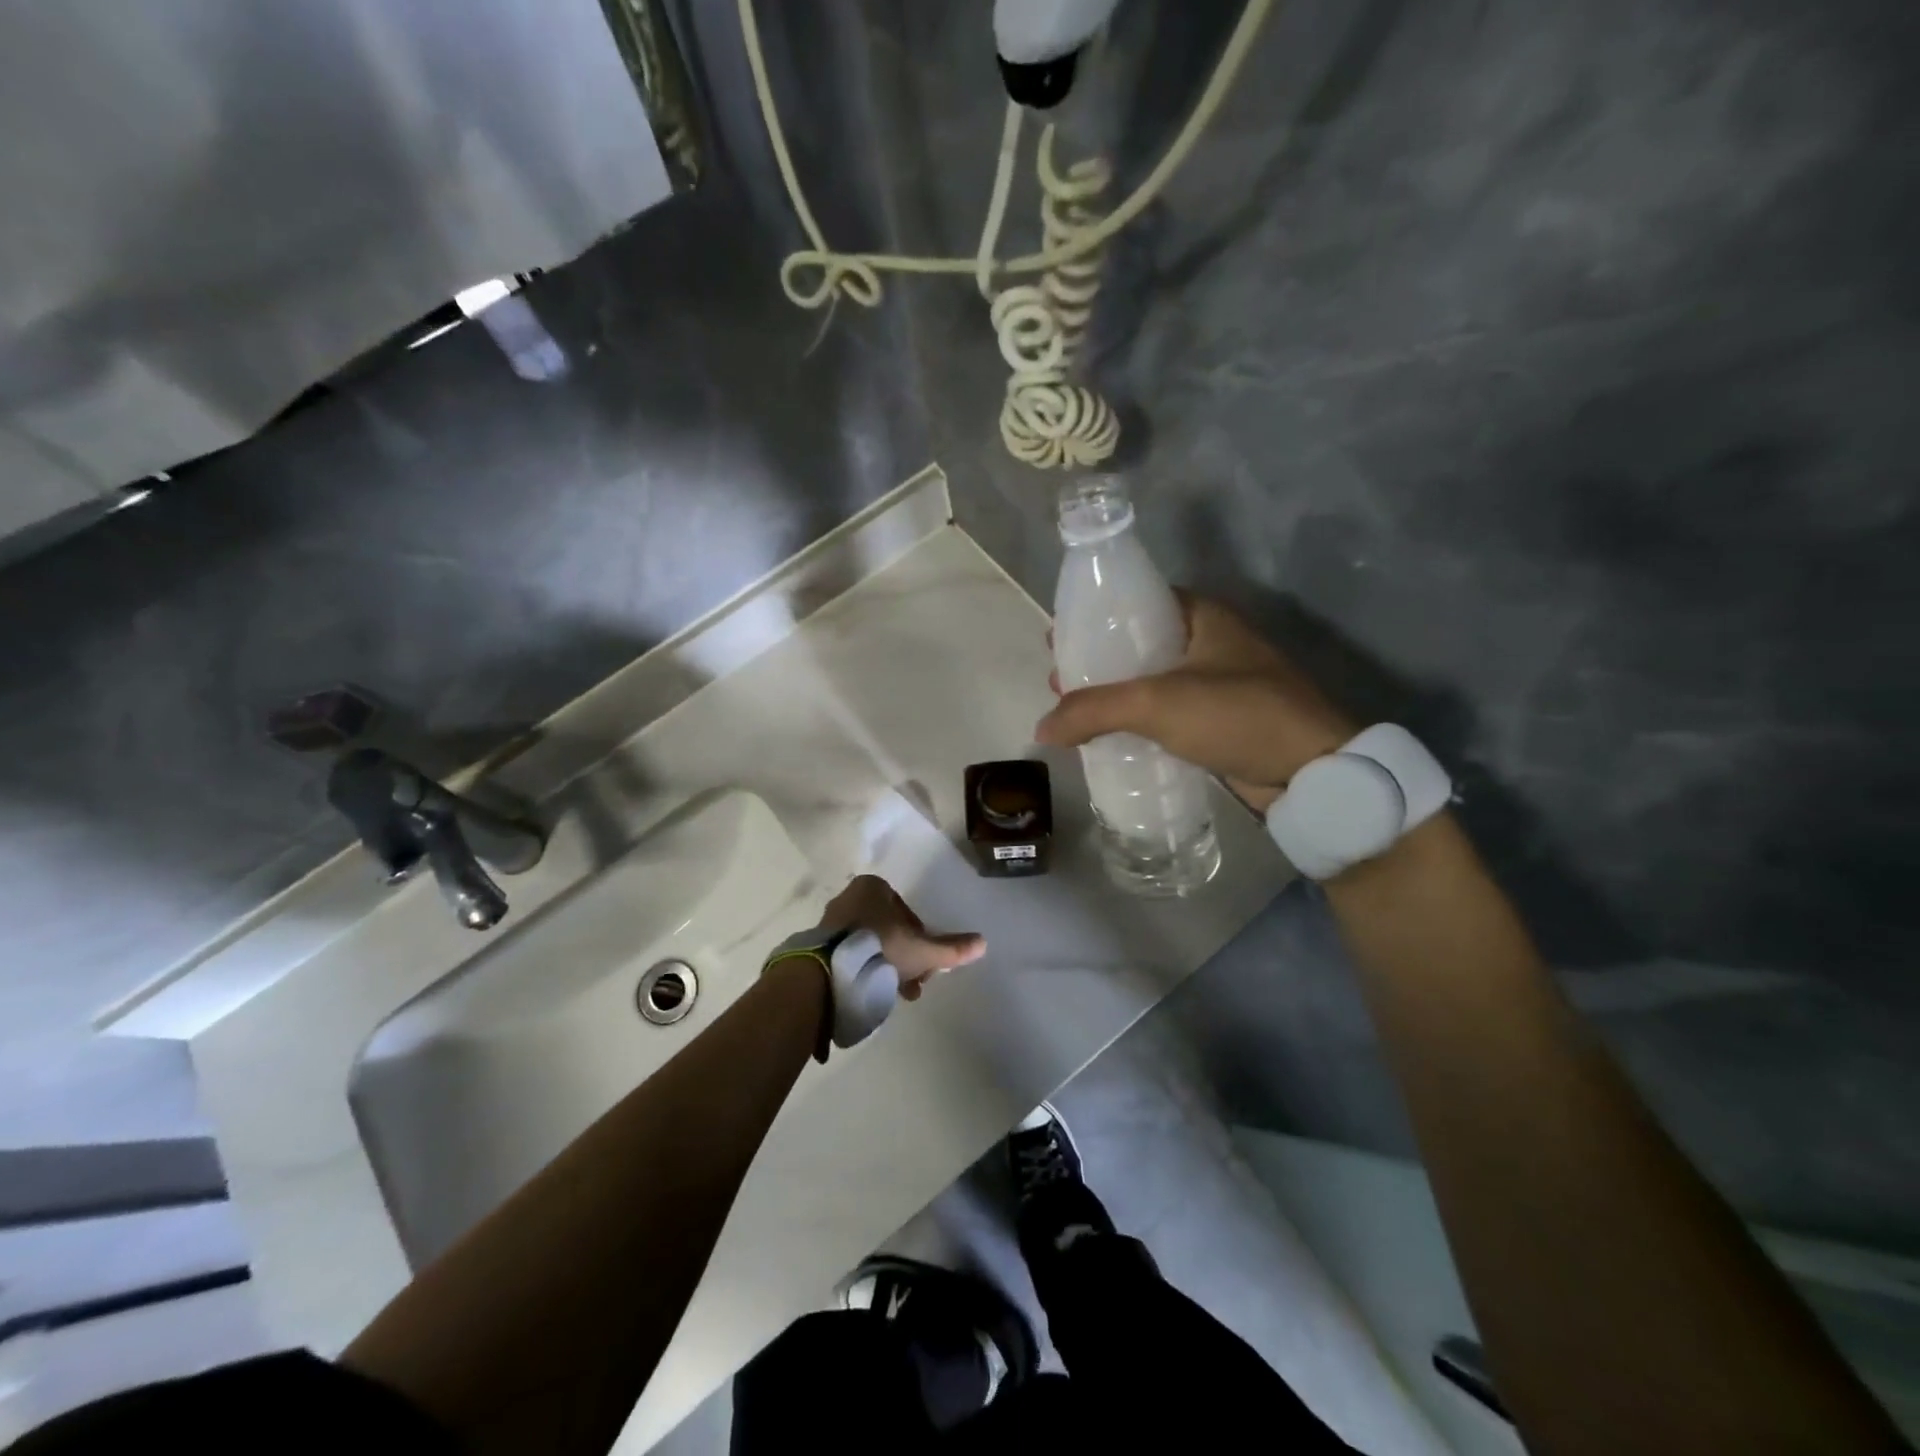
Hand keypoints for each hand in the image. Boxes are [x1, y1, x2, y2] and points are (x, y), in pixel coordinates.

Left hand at [817, 874, 984, 1000]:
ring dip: (884, 967)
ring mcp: (830, 921)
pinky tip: (870, 992)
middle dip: (903, 956)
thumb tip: (982, 943)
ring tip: (893, 994)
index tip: (923, 961)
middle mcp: (849, 897)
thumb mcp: (922, 950)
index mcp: (873, 887)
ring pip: (869, 944)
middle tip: (911, 982)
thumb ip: (951, 948)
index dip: (919, 937)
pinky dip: (863, 970)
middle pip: (888, 929)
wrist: (829, 972)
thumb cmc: (880, 948)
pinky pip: (849, 955)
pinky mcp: (817, 944)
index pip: (906, 912)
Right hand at [1035, 593, 1354, 812]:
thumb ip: (1093, 710)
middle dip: (1098, 660)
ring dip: (1115, 693)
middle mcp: (1211, 641)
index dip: (1095, 616)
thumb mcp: (1157, 703)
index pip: (1137, 601)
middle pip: (1139, 642)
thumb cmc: (1237, 714)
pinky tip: (1110, 735)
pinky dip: (1138, 719)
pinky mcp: (1221, 720)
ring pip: (1152, 680)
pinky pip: (1167, 712)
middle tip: (1059, 678)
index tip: (1059, 637)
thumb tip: (1042, 728)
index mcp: (1202, 615)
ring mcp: (1219, 682)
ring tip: (1074, 709)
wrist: (1311, 771)